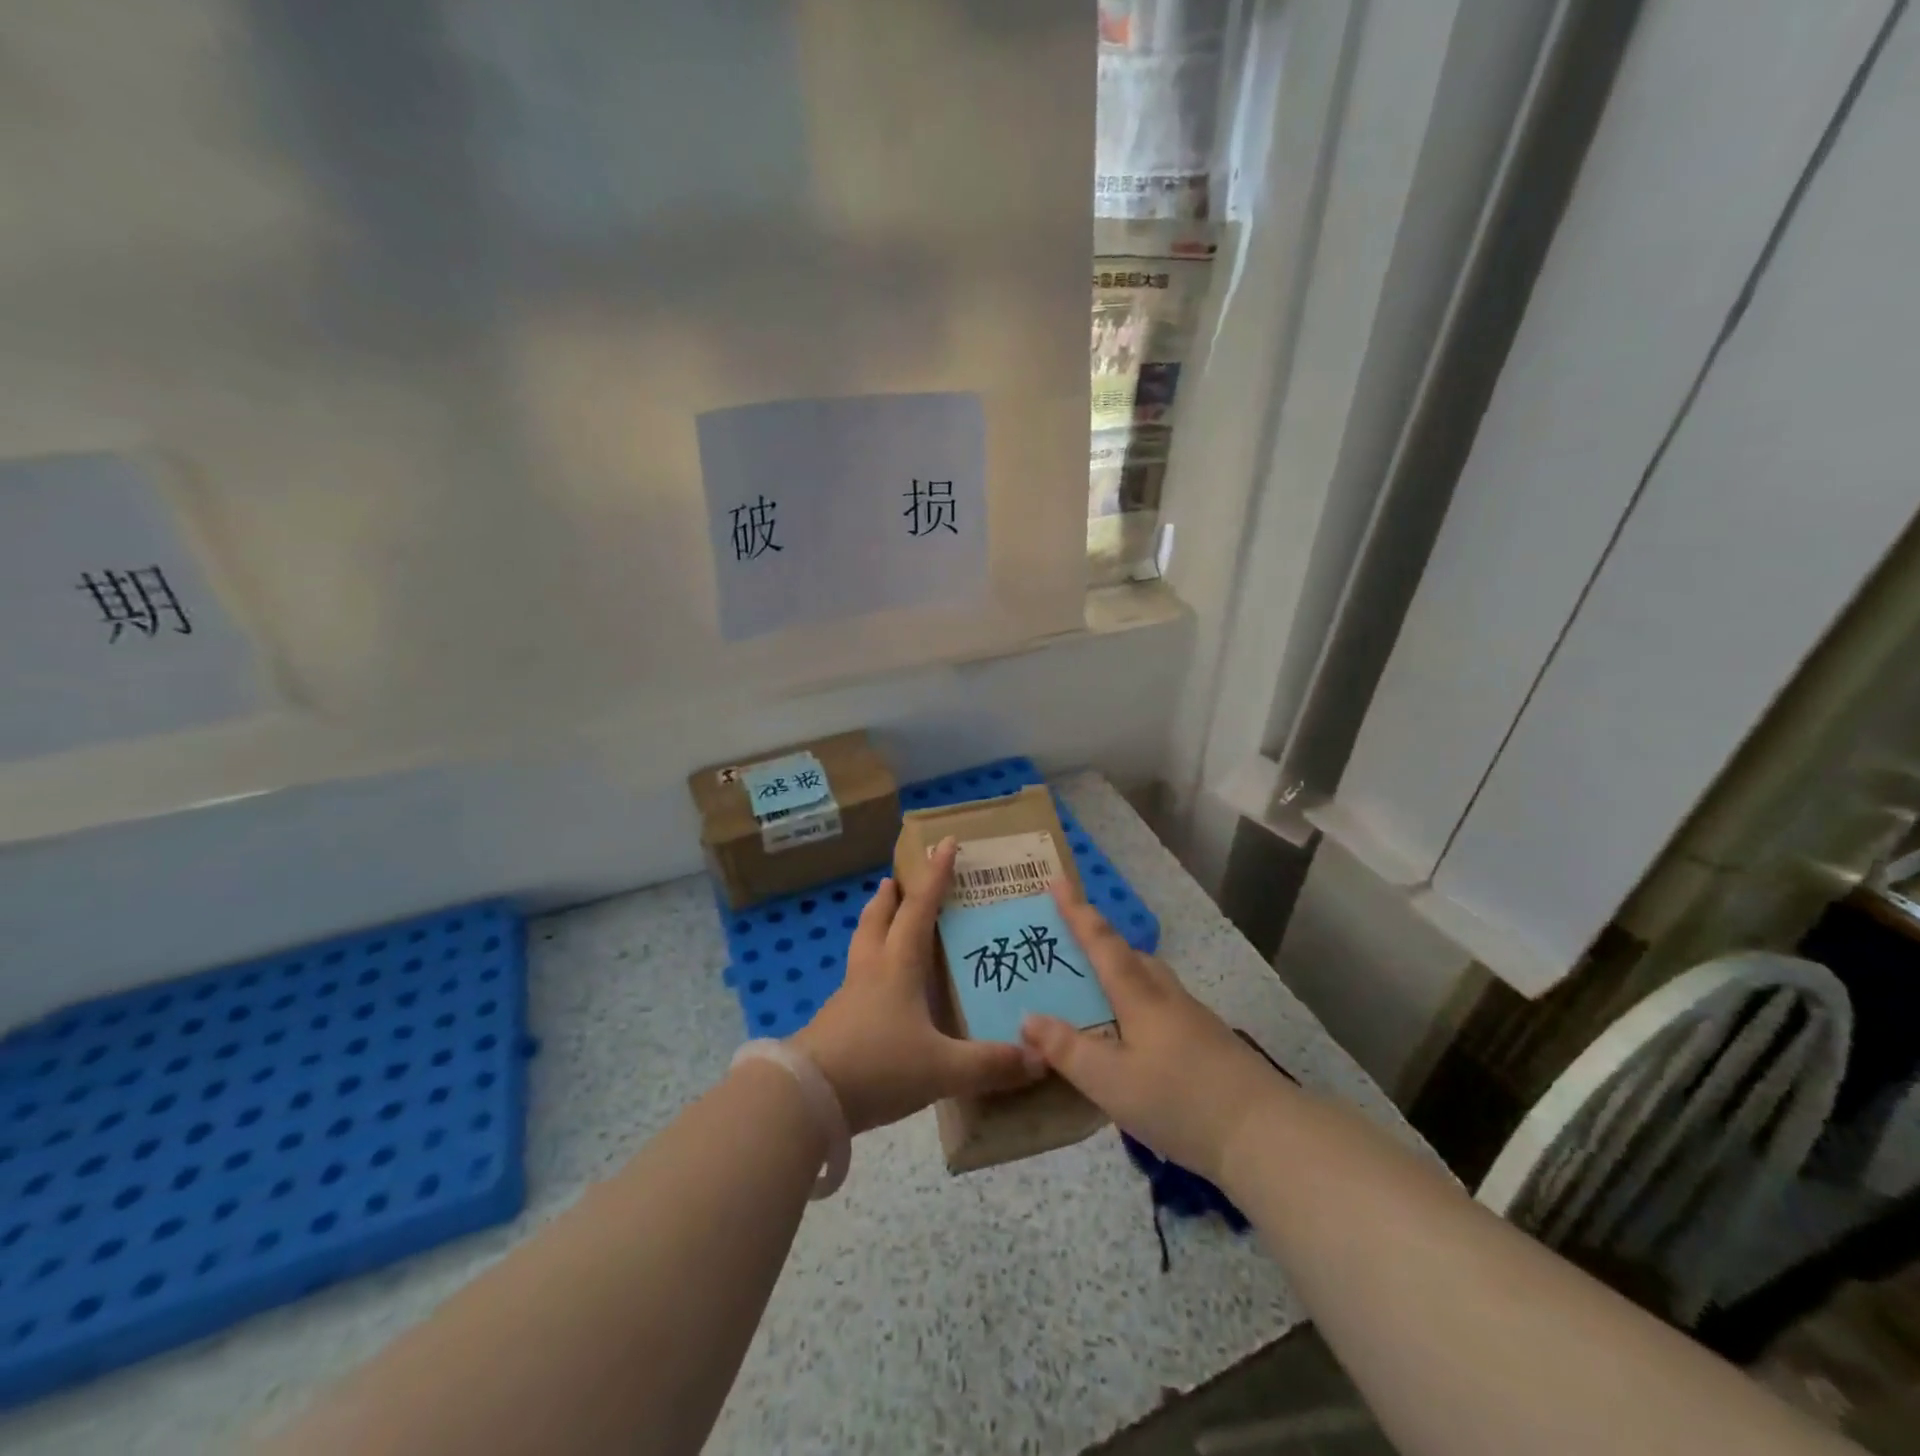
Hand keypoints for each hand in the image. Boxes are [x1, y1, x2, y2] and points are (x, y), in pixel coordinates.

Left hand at [791, 837, 1044, 1134]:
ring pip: (862, 946)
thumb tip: (1039, 1059)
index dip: (935, 875)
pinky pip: (856, 981)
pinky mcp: (835, 1022)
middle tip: (895, 878)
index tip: (944, 843)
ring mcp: (849, 996)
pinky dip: (870, 968)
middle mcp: (872, 970)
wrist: (807, 1097)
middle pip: (878, 919)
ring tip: (884, 920)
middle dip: (890, 896)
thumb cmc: (878, 1065)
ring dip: (874, 925)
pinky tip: (879, 990)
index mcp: (898, 966)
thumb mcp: (942, 1068)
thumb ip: (990, 1065)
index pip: (920, 908)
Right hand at [1020, 879, 1286, 1183]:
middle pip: (1129, 955)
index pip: (1101, 942)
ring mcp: (1192, 1018)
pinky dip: (1138, 1003)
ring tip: (1096, 990)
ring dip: (1121, 972)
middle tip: (1069, 944)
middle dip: (1099, 942)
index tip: (1057, 881)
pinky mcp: (1208, 1042)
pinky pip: (1161, 1005)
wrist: (1263, 1133)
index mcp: (1139, 995)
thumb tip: (1028, 1017)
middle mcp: (1166, 996)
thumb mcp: (1110, 1081)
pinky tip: (1133, 1035)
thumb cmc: (1179, 1100)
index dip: (1077, 912)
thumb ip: (1067, 1050)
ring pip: (1149, 980)